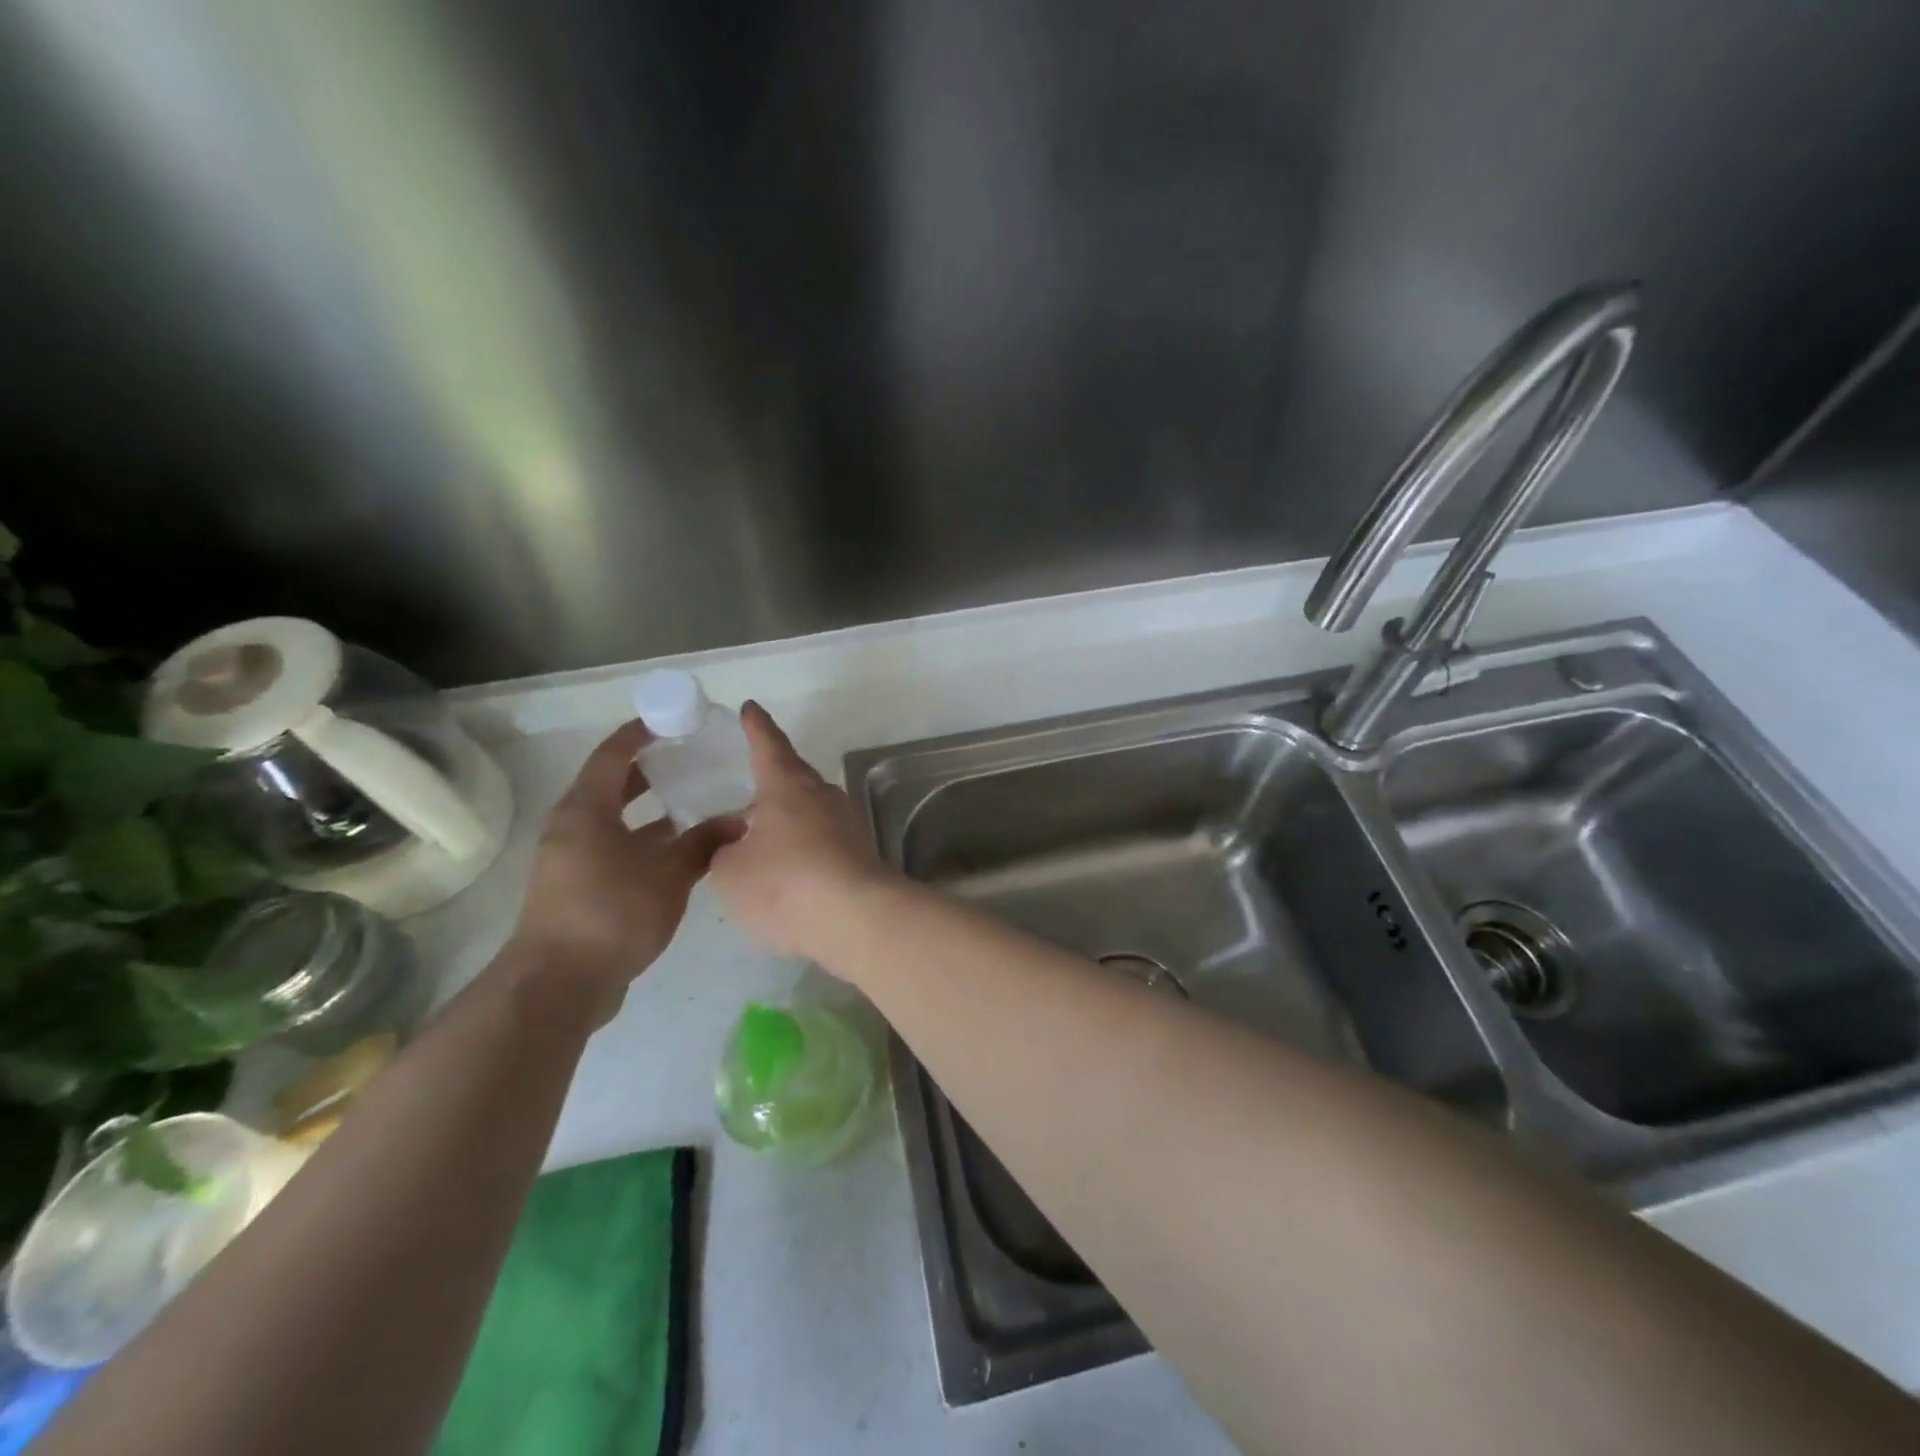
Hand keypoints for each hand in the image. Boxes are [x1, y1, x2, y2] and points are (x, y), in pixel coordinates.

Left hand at [508, 719, 731, 1025]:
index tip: (674, 721)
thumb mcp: (668, 875)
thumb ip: (704, 843)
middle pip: (612, 785)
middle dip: (651, 771)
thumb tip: (739, 820)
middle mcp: (573, 827)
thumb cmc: (611, 913)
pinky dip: (645, 841)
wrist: (559, 983)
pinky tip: (681, 852)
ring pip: (616, 821)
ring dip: (651, 811)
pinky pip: (616, 848)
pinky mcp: (579, 888)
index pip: (613, 755)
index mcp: (586, 810)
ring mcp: (573, 860)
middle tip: (693, 760)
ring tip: (696, 804)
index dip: (641, 733)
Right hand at [707, 702, 894, 956]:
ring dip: (788, 821)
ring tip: (761, 839)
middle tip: (748, 789)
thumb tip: (735, 841)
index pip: (768, 745)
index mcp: (787, 785)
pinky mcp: (861, 854)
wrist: (857, 919)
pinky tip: (789, 872)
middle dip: (771, 783)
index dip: (756, 727)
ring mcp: (847, 824)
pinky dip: (804, 850)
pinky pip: (823, 842)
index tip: (751, 708)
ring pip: (810, 812)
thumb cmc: (784, 884)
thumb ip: (723, 851)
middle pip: (793, 779)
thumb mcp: (731, 871)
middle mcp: (822, 795)